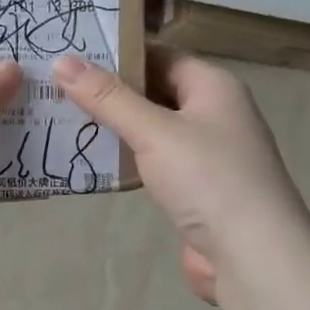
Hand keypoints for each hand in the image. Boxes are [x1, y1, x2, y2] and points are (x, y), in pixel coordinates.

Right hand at [54, 48, 309, 302]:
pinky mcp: (196, 188)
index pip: (159, 54)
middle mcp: (214, 113)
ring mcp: (207, 153)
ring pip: (152, 129)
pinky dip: (126, 159)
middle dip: (109, 91)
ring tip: (61, 119)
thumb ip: (107, 98)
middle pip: (154, 91)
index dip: (118, 52)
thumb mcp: (153, 132)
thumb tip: (62, 61)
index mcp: (213, 86)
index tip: (71, 53)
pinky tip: (91, 161)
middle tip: (56, 86)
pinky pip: (154, 162)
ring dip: (114, 127)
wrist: (253, 257)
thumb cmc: (208, 179)